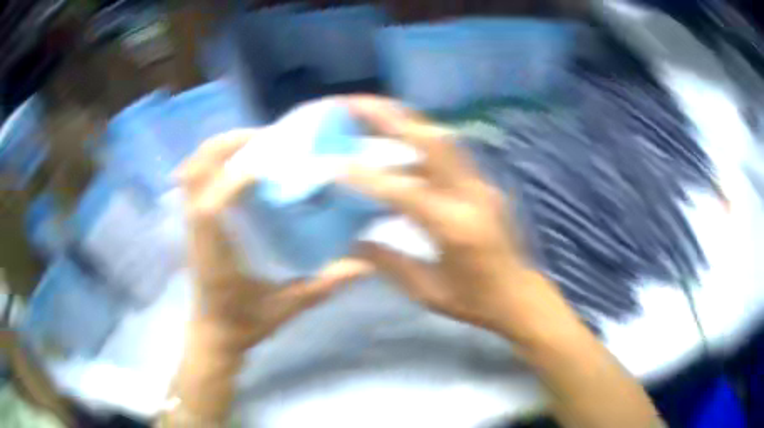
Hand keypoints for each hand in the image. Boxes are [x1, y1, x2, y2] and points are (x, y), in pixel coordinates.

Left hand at [176, 129, 370, 351]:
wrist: (212, 335)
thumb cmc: (243, 325)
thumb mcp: (285, 310)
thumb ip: (321, 288)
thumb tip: (364, 266)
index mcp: (215, 253)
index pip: (214, 202)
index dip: (239, 177)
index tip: (273, 163)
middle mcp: (198, 231)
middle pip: (196, 170)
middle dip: (228, 145)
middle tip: (266, 139)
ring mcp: (191, 224)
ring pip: (191, 170)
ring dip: (219, 149)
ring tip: (254, 145)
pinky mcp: (194, 222)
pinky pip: (194, 179)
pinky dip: (213, 161)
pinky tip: (239, 164)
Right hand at [342, 96, 561, 340]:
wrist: (519, 295)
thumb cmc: (474, 300)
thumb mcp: (426, 291)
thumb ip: (387, 261)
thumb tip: (351, 239)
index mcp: (456, 228)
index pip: (405, 192)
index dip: (367, 176)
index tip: (334, 164)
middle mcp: (472, 195)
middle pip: (431, 141)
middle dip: (389, 117)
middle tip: (353, 103)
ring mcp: (481, 184)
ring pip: (440, 138)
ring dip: (403, 120)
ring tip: (370, 109)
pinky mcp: (483, 183)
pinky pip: (447, 151)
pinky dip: (418, 137)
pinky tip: (396, 137)